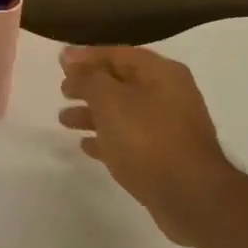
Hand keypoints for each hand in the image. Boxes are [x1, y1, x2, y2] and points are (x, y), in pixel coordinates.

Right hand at [59, 45, 235, 246]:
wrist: (188, 194)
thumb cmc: (147, 139)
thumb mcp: (111, 101)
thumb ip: (88, 78)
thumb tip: (70, 59)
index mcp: (161, 73)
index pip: (118, 54)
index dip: (87, 56)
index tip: (60, 61)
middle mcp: (168, 94)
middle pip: (121, 82)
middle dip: (89, 85)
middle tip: (62, 90)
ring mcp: (168, 126)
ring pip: (122, 112)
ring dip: (93, 113)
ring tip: (64, 120)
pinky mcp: (163, 155)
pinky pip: (128, 138)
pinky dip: (106, 138)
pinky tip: (86, 145)